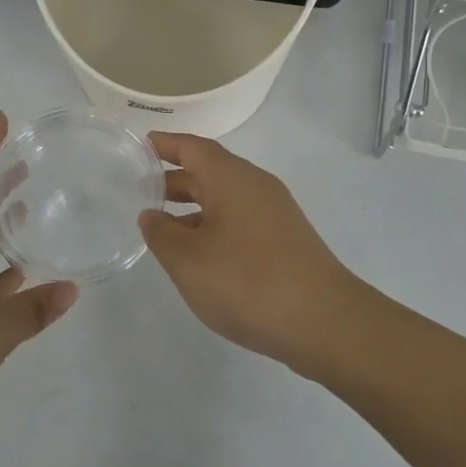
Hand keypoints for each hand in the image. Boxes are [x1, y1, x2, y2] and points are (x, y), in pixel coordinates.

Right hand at [138, 133, 368, 368]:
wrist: (324, 322)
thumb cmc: (247, 282)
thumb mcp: (188, 260)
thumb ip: (161, 234)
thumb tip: (151, 215)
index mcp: (232, 178)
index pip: (193, 148)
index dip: (165, 145)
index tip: (141, 144)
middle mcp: (256, 186)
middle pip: (210, 171)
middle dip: (175, 179)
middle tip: (140, 190)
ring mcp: (275, 213)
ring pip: (225, 198)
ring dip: (193, 206)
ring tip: (162, 226)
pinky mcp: (285, 240)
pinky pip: (240, 219)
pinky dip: (213, 225)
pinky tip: (199, 253)